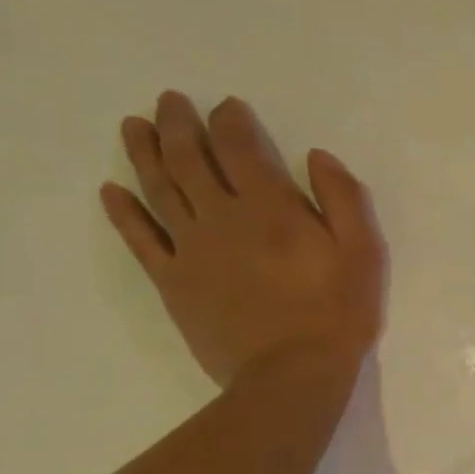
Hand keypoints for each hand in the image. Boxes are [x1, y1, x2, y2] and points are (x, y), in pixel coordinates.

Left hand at [99, 91, 386, 387]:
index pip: (239, 148)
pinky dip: (123, 212)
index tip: (226, 105)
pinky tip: (110, 190)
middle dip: (178, 125)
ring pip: (159, 190)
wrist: (292, 373)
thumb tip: (316, 156)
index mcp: (270, 207)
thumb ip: (343, 197)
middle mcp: (221, 218)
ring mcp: (190, 250)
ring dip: (144, 154)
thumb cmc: (338, 310)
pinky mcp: (172, 282)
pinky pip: (139, 240)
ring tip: (133, 126)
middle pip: (189, 160)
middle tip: (168, 100)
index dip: (229, 121)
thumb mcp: (364, 250)